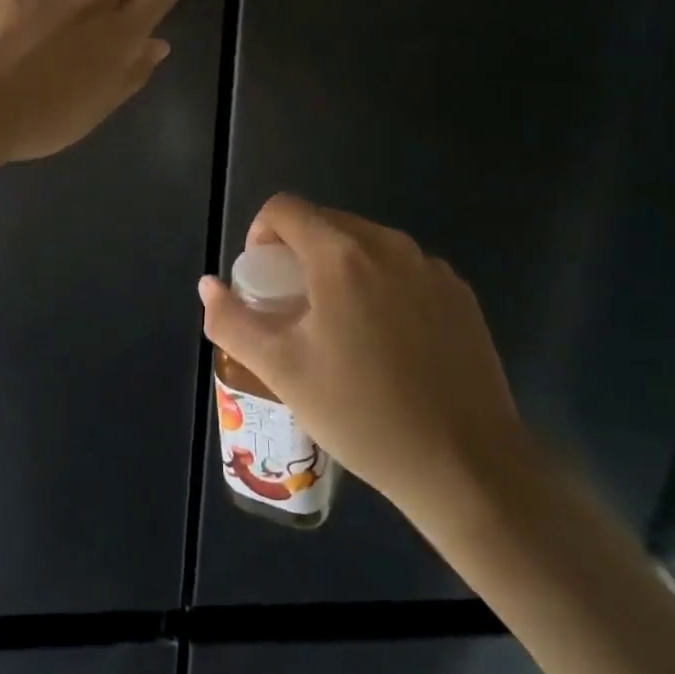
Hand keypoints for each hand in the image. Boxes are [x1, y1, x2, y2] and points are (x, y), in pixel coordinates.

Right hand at [199, 195, 528, 513]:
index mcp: (341, 253)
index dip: (260, 233)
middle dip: (299, 254)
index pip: (284, 208)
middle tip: (295, 310)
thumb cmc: (361, 413)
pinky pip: (405, 271)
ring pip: (368, 246)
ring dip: (341, 269)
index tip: (262, 280)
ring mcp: (431, 268)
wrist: (466, 465)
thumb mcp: (281, 370)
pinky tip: (389, 345)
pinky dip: (382, 287)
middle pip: (327, 223)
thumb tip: (208, 285)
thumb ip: (233, 320)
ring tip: (340, 329)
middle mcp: (389, 244)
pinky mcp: (460, 294)